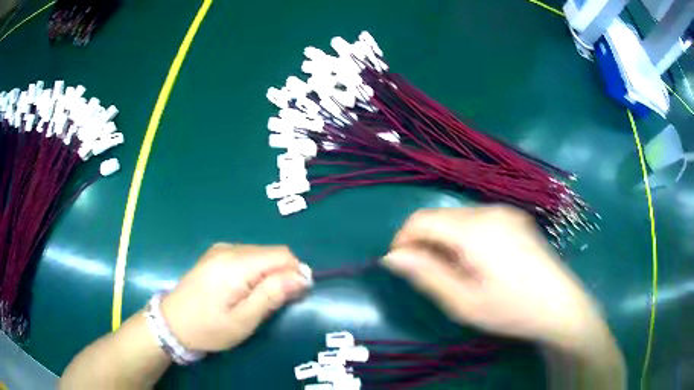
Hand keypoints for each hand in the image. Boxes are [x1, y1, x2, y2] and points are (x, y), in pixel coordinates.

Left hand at [161, 244, 310, 351]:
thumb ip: (272, 295)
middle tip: (276, 304)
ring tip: (258, 300)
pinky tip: (245, 290)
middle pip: (272, 253)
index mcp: (236, 264)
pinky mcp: (216, 254)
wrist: (172, 322)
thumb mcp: (243, 320)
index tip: (295, 297)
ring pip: (261, 254)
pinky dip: (256, 271)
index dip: (296, 273)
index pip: (282, 255)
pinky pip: (247, 256)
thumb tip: (302, 277)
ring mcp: (220, 250)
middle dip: (283, 275)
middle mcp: (229, 249)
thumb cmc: (208, 328)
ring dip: (269, 274)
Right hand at [382, 206, 605, 349]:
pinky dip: (466, 237)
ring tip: (457, 272)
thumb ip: (426, 275)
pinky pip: (479, 220)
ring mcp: (506, 212)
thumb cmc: (510, 309)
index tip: (401, 266)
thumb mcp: (463, 302)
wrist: (560, 305)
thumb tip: (393, 257)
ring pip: (459, 218)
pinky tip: (479, 262)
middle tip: (431, 276)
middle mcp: (489, 211)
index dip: (403, 240)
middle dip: (426, 243)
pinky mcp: (516, 219)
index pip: (421, 220)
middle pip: (440, 217)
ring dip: (446, 241)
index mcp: (474, 230)